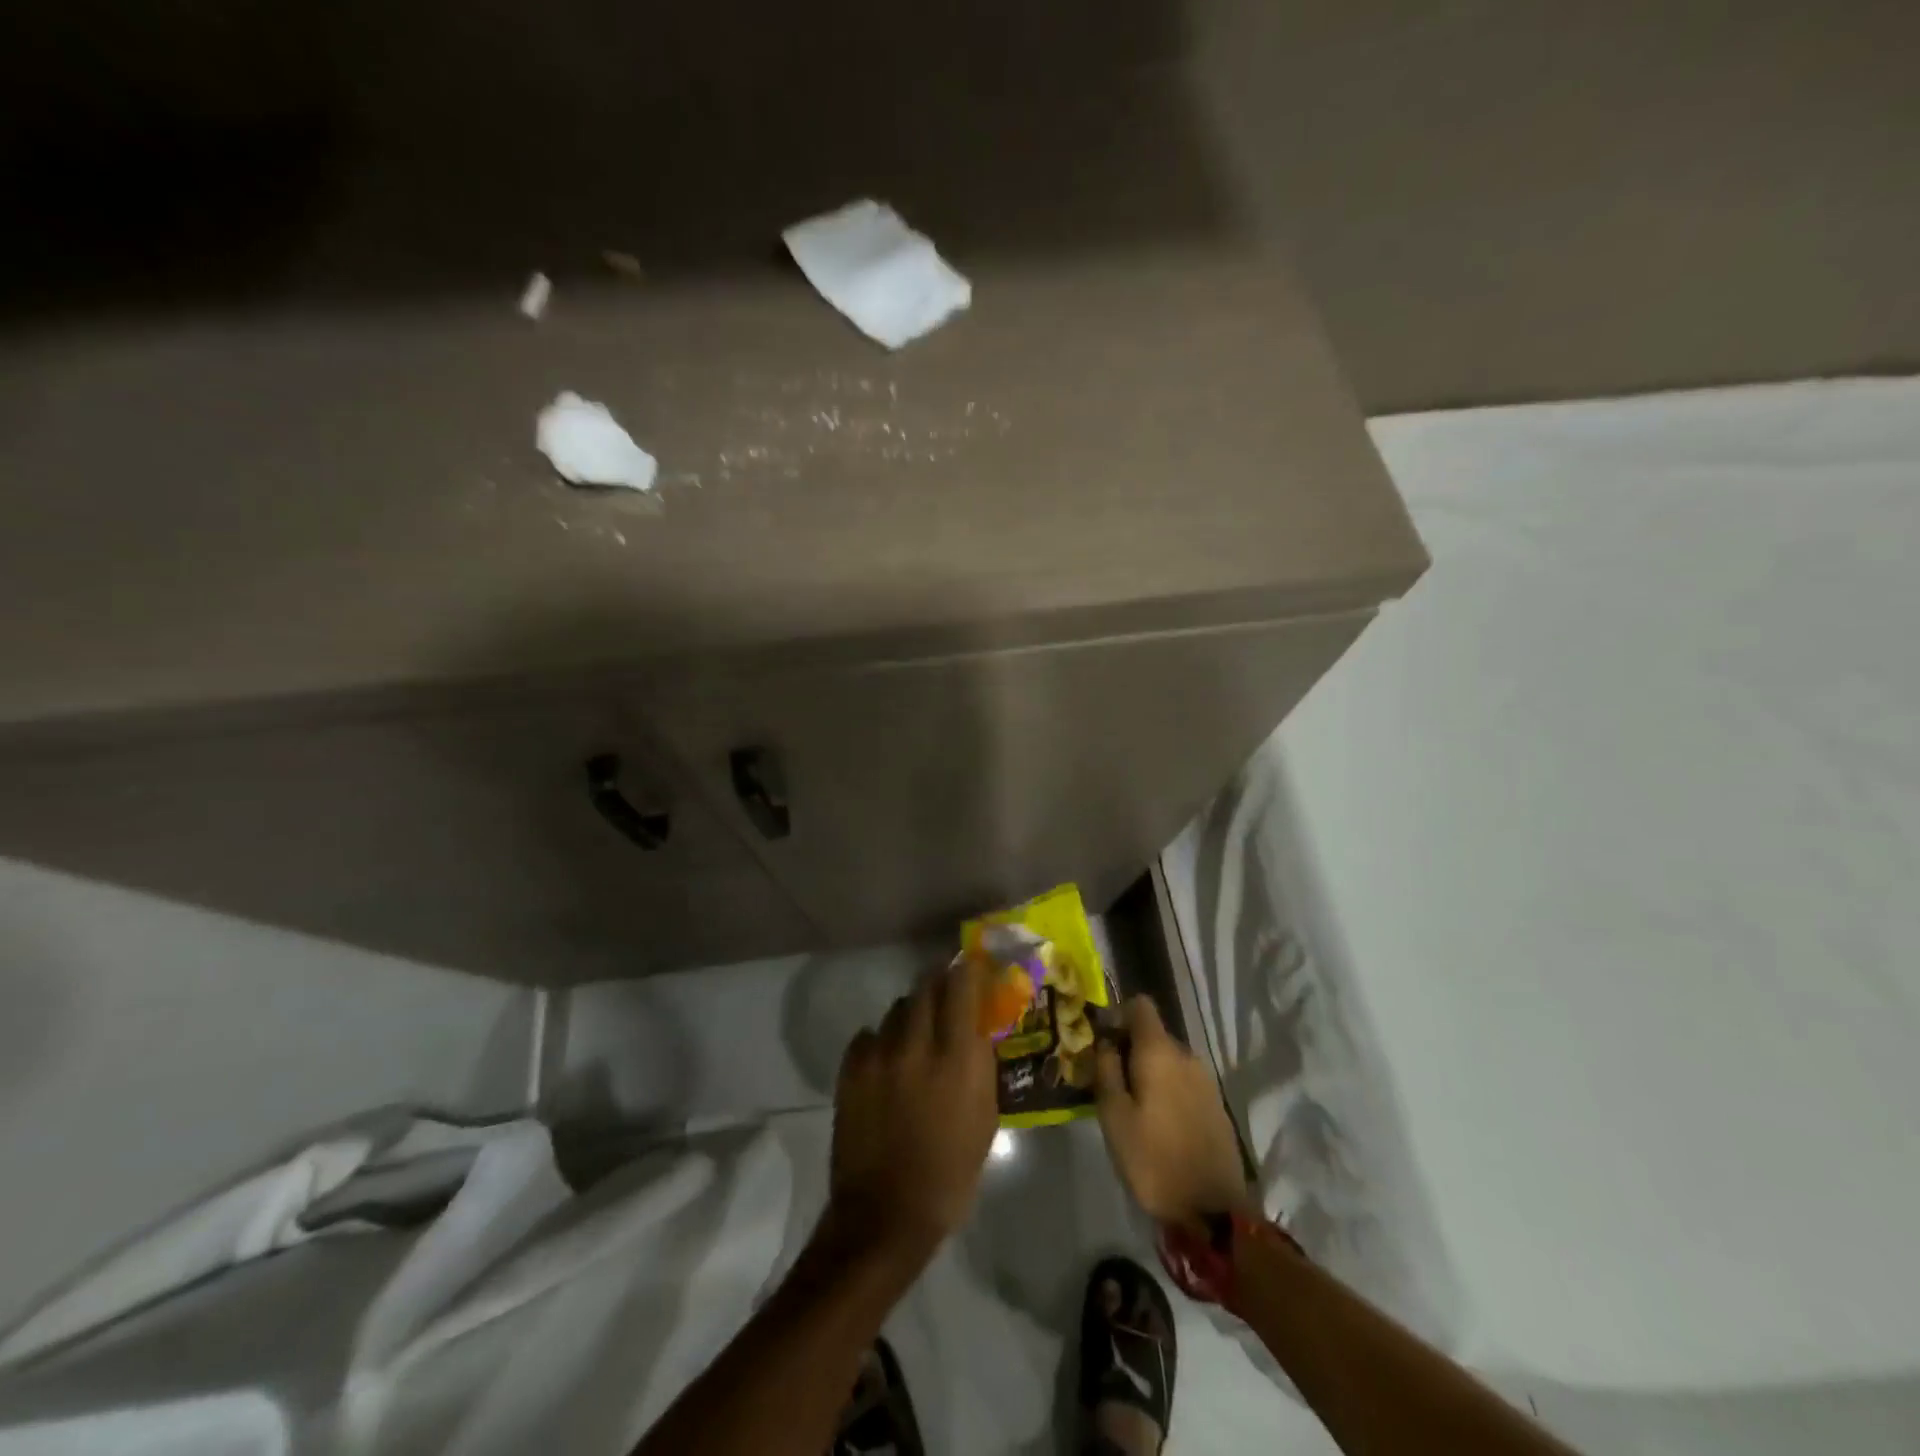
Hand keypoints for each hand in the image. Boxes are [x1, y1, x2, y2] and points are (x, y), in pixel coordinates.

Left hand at [826, 957, 999, 1262]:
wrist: (885, 1214)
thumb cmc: (949, 1175)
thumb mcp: (985, 1120)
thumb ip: (981, 1067)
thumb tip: (977, 1031)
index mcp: (956, 1058)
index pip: (961, 987)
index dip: (967, 970)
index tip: (971, 966)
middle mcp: (916, 1044)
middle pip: (925, 987)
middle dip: (938, 984)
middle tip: (945, 994)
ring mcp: (878, 1055)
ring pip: (896, 1010)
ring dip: (910, 1015)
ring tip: (914, 1037)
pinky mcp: (850, 1069)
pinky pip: (868, 1036)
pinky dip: (880, 1041)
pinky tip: (885, 1063)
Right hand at [1095, 996, 1252, 1225]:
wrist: (1214, 1212)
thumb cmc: (1153, 1159)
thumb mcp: (1114, 1116)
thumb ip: (1106, 1070)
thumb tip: (1106, 1042)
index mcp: (1160, 1052)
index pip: (1141, 1006)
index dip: (1118, 1015)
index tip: (1102, 1043)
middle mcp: (1187, 1056)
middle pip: (1154, 1034)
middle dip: (1130, 1049)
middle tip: (1109, 1080)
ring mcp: (1206, 1082)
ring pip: (1169, 1060)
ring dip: (1149, 1072)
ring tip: (1131, 1105)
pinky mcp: (1216, 1107)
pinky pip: (1184, 1082)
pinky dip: (1167, 1090)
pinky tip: (1157, 1122)